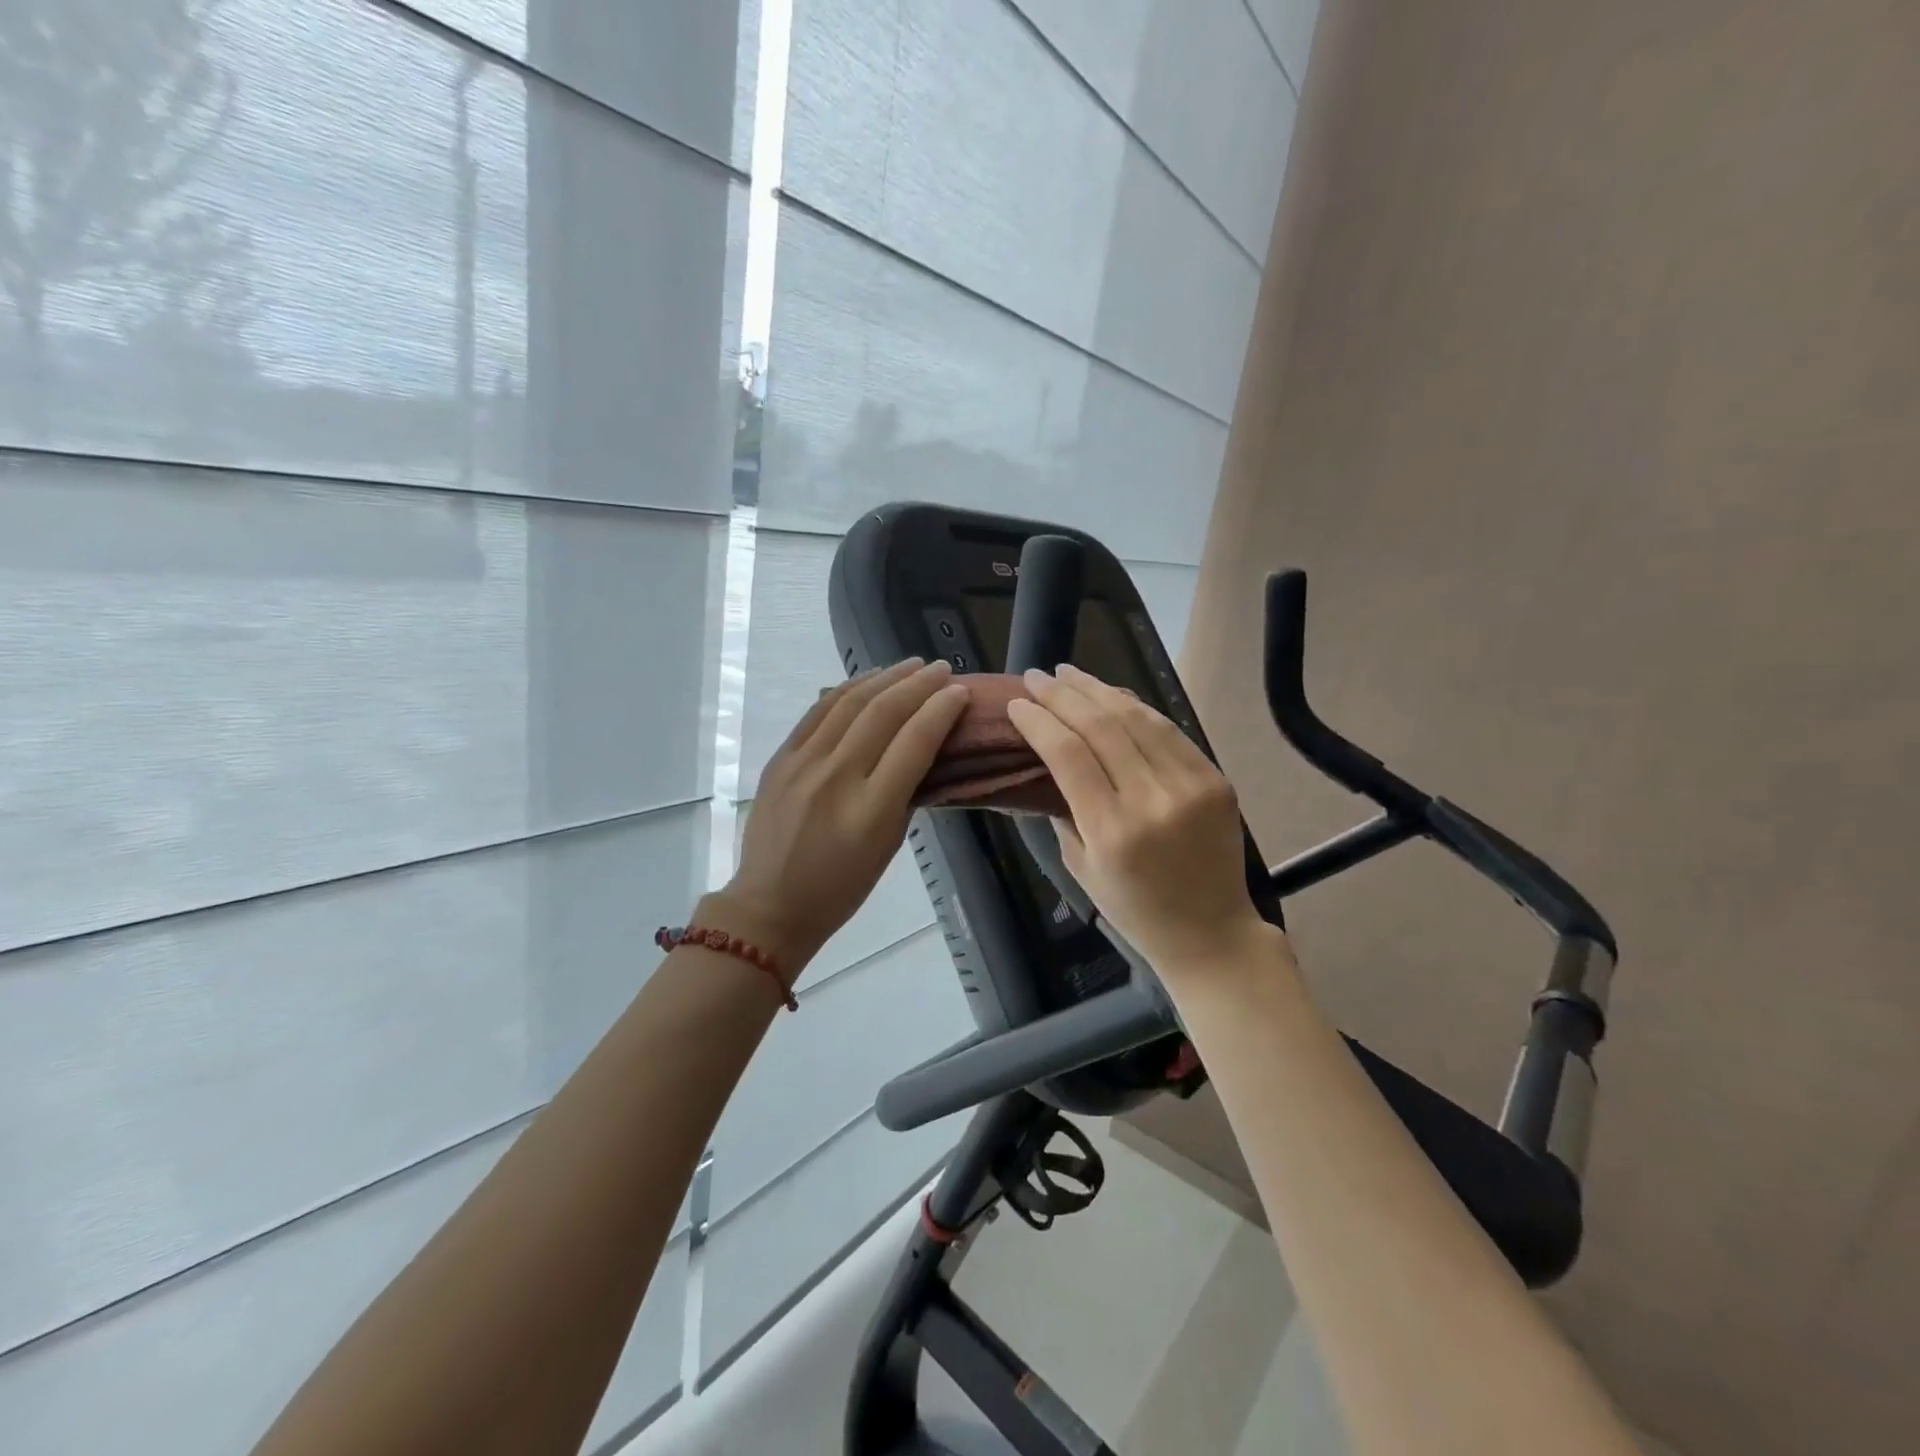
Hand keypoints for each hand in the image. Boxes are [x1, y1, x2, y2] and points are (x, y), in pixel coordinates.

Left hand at [714, 658, 968, 977]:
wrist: (770, 904)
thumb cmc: (840, 888)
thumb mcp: (888, 846)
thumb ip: (905, 793)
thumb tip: (919, 747)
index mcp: (871, 810)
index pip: (914, 742)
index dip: (941, 710)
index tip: (960, 692)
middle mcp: (837, 778)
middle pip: (883, 713)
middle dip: (918, 684)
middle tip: (943, 669)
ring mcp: (803, 764)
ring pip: (849, 703)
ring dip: (885, 677)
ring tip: (911, 665)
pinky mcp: (780, 759)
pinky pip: (817, 712)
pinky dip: (847, 690)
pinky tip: (867, 680)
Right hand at [1005, 664, 1269, 977]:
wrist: (1212, 934)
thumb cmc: (1135, 911)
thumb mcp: (1082, 869)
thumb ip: (1064, 811)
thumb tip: (1047, 760)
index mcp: (1112, 831)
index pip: (1068, 755)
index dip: (1039, 722)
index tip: (1017, 703)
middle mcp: (1152, 800)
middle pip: (1101, 726)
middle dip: (1062, 695)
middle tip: (1036, 676)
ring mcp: (1190, 785)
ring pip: (1137, 718)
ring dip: (1098, 689)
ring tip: (1069, 674)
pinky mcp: (1214, 779)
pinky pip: (1169, 731)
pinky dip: (1137, 708)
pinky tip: (1113, 696)